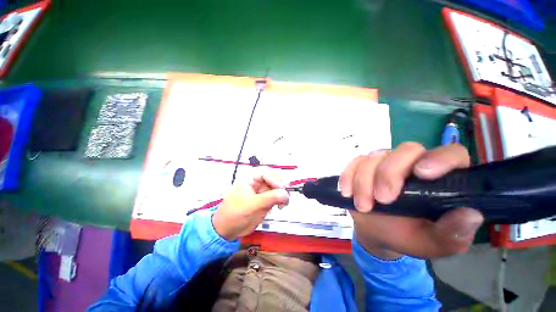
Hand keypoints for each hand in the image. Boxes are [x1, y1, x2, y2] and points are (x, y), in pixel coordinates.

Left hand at [213, 172, 289, 240]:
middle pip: (273, 177)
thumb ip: (270, 198)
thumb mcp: (252, 205)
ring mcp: (261, 190)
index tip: (283, 189)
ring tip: (283, 203)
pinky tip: (280, 206)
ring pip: (276, 186)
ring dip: (282, 193)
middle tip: (285, 195)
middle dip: (281, 185)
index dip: (276, 179)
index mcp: (250, 177)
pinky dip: (280, 199)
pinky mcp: (264, 198)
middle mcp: (256, 181)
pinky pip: (276, 195)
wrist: (227, 230)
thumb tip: (286, 194)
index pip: (267, 172)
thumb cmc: (236, 215)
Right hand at [339, 142, 483, 258]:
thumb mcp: (434, 243)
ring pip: (374, 157)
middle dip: (389, 174)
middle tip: (382, 200)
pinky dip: (348, 177)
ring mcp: (384, 162)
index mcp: (440, 178)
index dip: (439, 159)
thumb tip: (470, 214)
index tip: (422, 174)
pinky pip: (354, 162)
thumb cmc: (408, 236)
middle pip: (405, 150)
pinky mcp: (362, 165)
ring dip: (364, 182)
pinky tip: (347, 192)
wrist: (377, 232)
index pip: (451, 154)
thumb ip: (454, 234)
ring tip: (363, 206)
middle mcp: (412, 163)